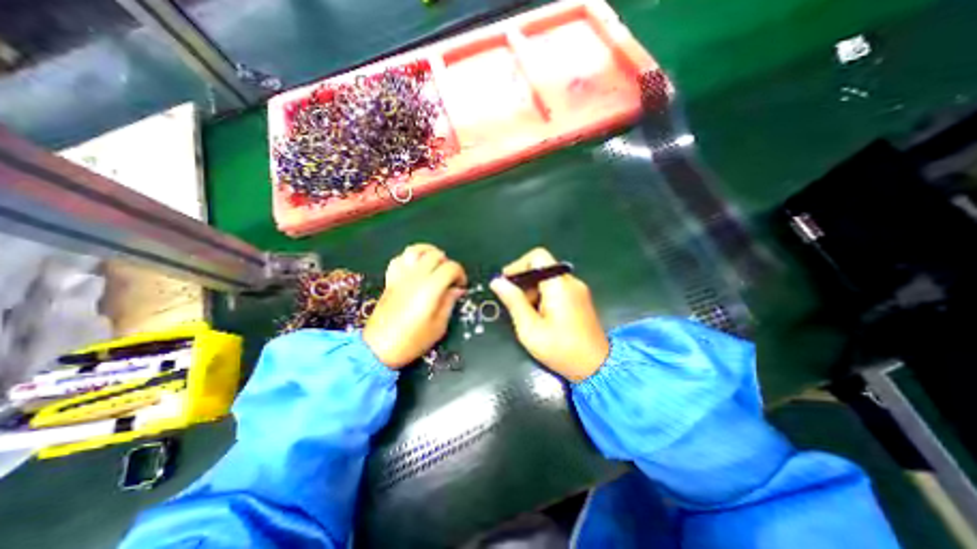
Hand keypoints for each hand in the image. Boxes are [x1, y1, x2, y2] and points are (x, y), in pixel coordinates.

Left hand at [363, 243, 467, 368]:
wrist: (379, 348)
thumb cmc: (412, 340)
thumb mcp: (438, 326)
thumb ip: (449, 303)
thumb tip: (457, 289)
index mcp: (430, 288)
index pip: (450, 267)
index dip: (460, 274)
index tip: (461, 286)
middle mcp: (415, 277)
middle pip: (435, 255)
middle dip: (447, 263)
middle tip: (449, 278)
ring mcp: (400, 276)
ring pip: (415, 250)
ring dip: (429, 253)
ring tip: (434, 265)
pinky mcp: (390, 280)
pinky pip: (399, 259)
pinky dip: (410, 258)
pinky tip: (415, 267)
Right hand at [488, 248, 608, 381]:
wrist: (596, 368)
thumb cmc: (561, 349)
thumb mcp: (530, 329)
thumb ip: (513, 301)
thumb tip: (497, 281)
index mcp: (559, 285)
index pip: (537, 256)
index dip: (518, 265)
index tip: (507, 283)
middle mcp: (571, 282)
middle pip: (542, 267)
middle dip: (524, 281)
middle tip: (515, 304)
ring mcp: (578, 290)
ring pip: (549, 278)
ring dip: (534, 290)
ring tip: (528, 314)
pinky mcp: (581, 298)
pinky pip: (557, 287)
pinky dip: (544, 295)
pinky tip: (541, 316)